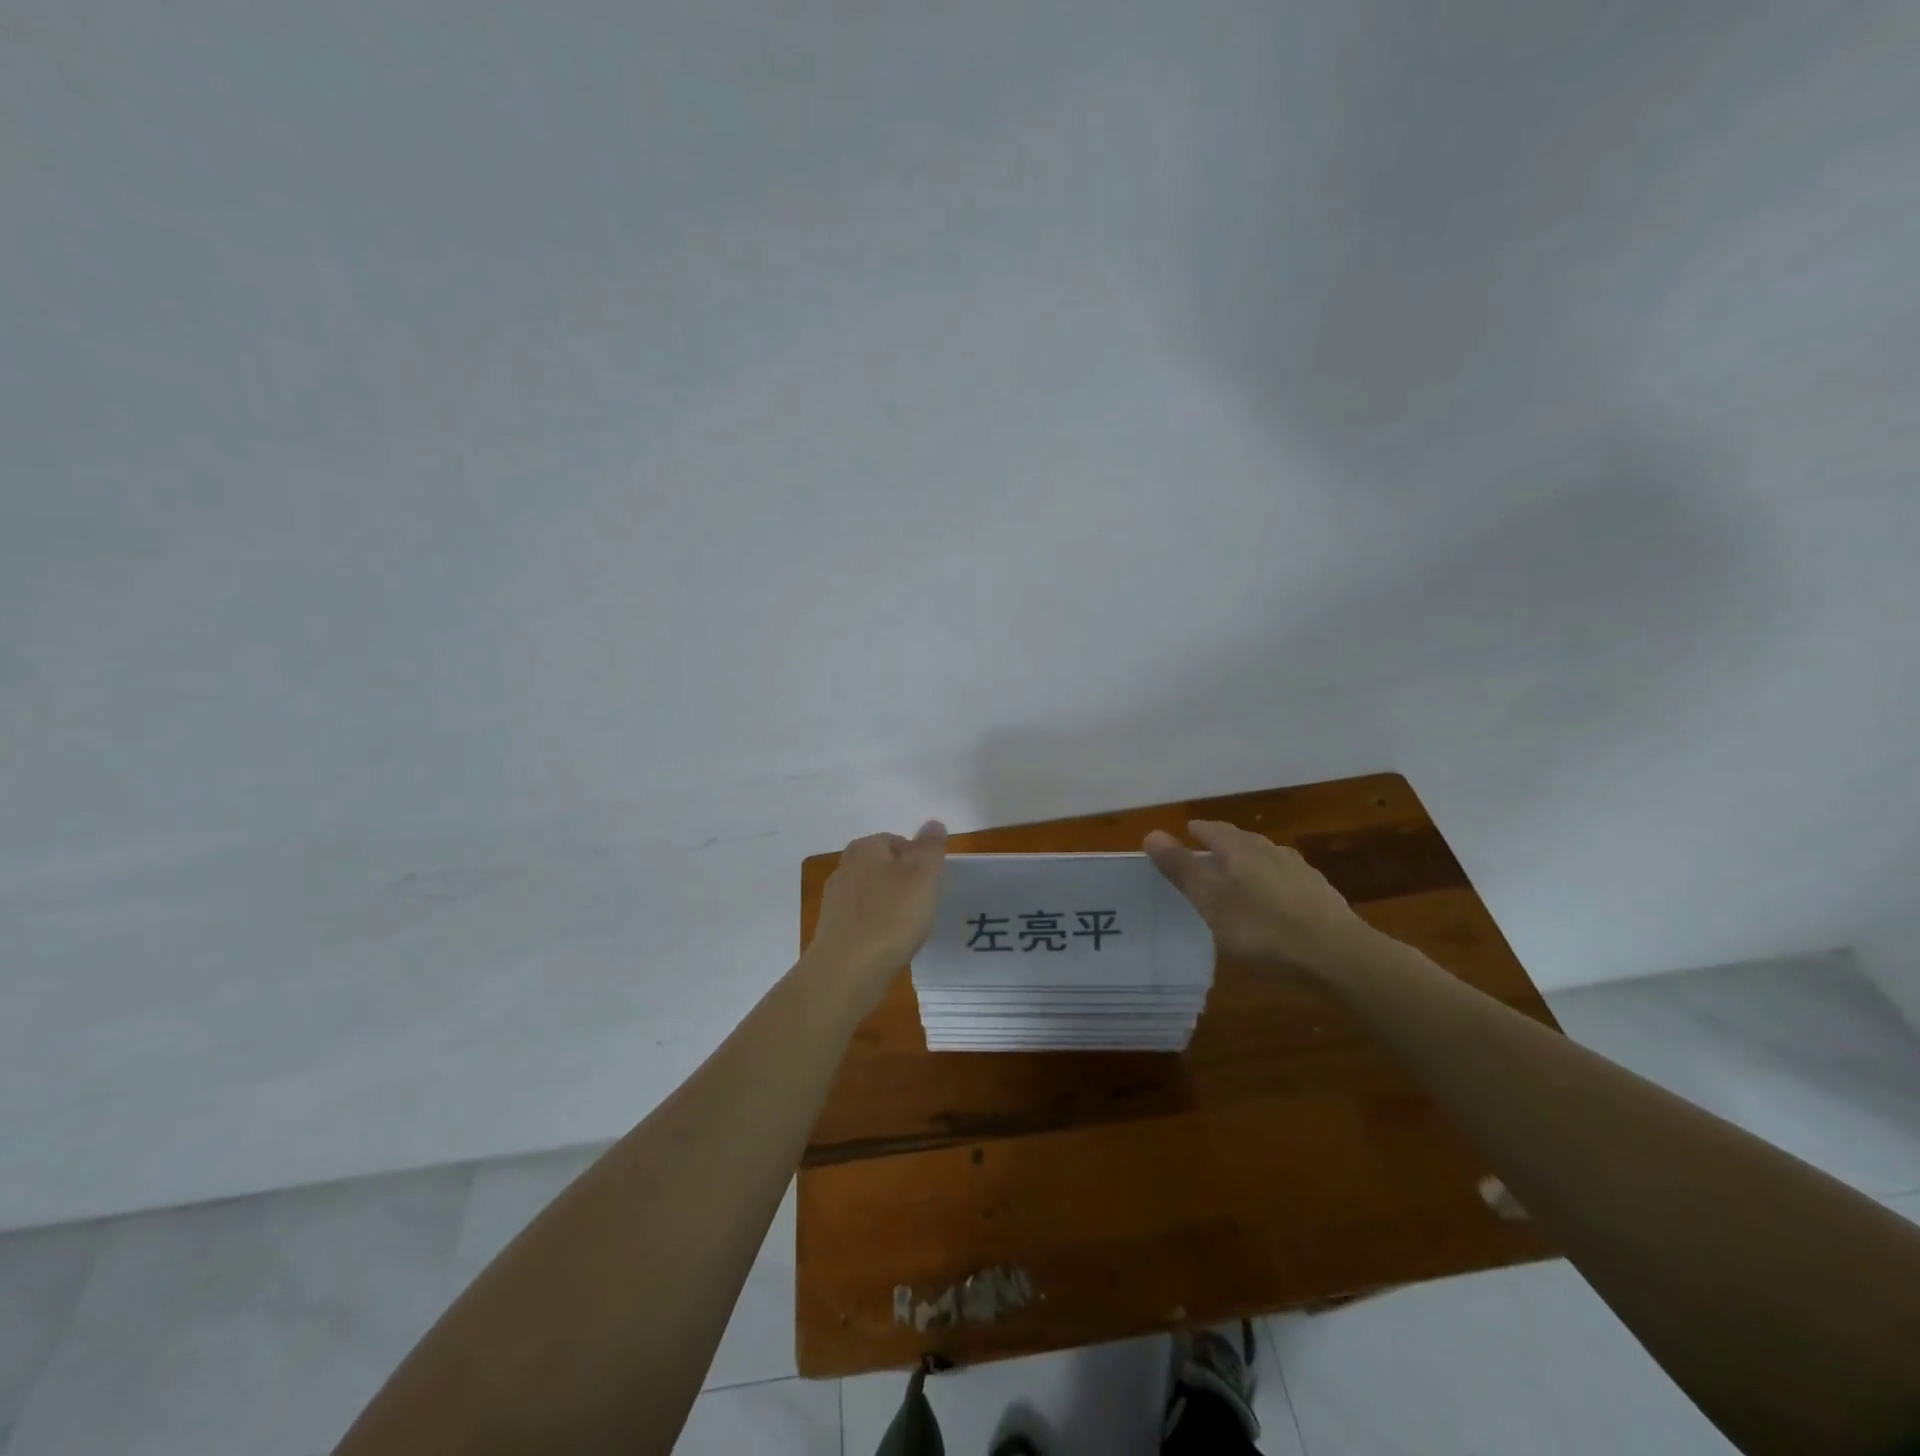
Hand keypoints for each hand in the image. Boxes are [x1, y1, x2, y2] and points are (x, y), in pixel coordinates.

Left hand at [807, 821, 947, 998]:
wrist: (847, 970)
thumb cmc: (890, 916)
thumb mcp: (922, 874)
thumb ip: (930, 847)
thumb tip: (933, 823)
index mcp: (865, 848)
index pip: (898, 841)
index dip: (919, 860)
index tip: (932, 884)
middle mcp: (845, 867)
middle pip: (884, 867)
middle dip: (905, 883)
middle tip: (924, 905)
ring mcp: (835, 900)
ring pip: (873, 895)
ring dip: (892, 907)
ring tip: (910, 929)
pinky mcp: (833, 930)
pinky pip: (864, 921)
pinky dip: (879, 929)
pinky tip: (890, 945)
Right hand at [1144, 819, 1367, 976]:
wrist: (1338, 955)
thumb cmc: (1262, 928)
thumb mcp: (1211, 901)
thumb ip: (1181, 869)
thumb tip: (1152, 833)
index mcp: (1240, 848)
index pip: (1211, 829)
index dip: (1194, 832)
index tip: (1183, 837)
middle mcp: (1270, 850)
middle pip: (1239, 840)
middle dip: (1220, 846)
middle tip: (1204, 859)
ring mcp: (1299, 870)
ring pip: (1265, 858)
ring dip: (1248, 864)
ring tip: (1236, 881)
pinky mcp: (1320, 894)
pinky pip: (1285, 880)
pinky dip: (1271, 885)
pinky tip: (1273, 903)